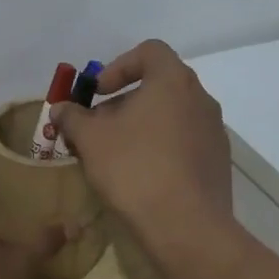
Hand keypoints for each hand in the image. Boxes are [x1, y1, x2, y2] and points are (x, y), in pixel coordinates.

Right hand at [52, 40, 233, 254]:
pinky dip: (160, 147)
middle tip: (98, 128)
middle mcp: (201, 99)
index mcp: (174, 81)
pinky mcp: (217, 162)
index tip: (98, 93)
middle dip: (124, 102)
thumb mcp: (91, 140)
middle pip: (159, 85)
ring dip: (141, 126)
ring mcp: (214, 132)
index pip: (149, 51)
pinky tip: (140, 176)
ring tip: (115, 155)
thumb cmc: (135, 169)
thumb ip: (73, 117)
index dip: (119, 66)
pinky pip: (184, 142)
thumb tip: (61, 109)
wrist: (187, 227)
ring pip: (170, 116)